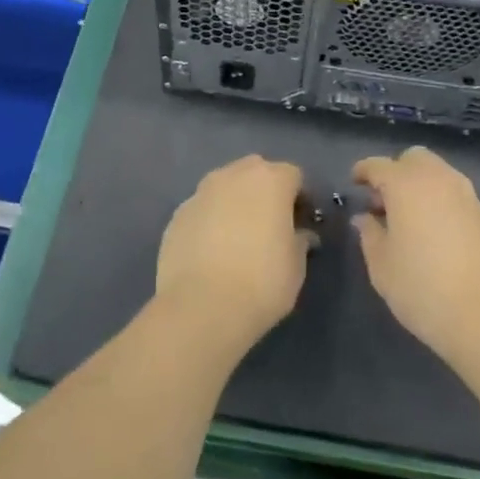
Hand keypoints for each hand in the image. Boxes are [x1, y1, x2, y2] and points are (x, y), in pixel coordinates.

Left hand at [155, 155, 313, 360]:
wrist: (202, 306)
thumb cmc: (262, 281)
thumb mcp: (296, 265)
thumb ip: (300, 241)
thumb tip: (300, 235)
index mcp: (270, 180)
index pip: (293, 175)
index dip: (300, 197)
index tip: (301, 222)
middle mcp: (233, 175)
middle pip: (256, 172)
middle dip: (265, 191)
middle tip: (270, 224)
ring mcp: (201, 192)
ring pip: (225, 187)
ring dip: (235, 202)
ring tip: (239, 237)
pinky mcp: (178, 214)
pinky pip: (203, 209)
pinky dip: (211, 220)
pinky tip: (212, 251)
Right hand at [353, 146, 479, 375]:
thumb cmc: (424, 290)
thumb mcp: (382, 267)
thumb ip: (369, 235)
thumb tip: (365, 218)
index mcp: (406, 185)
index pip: (378, 166)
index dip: (363, 171)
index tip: (354, 183)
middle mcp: (439, 180)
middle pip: (414, 159)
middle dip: (395, 172)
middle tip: (383, 202)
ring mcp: (467, 196)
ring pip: (438, 173)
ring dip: (419, 184)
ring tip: (407, 219)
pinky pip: (455, 194)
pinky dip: (439, 200)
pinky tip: (433, 232)